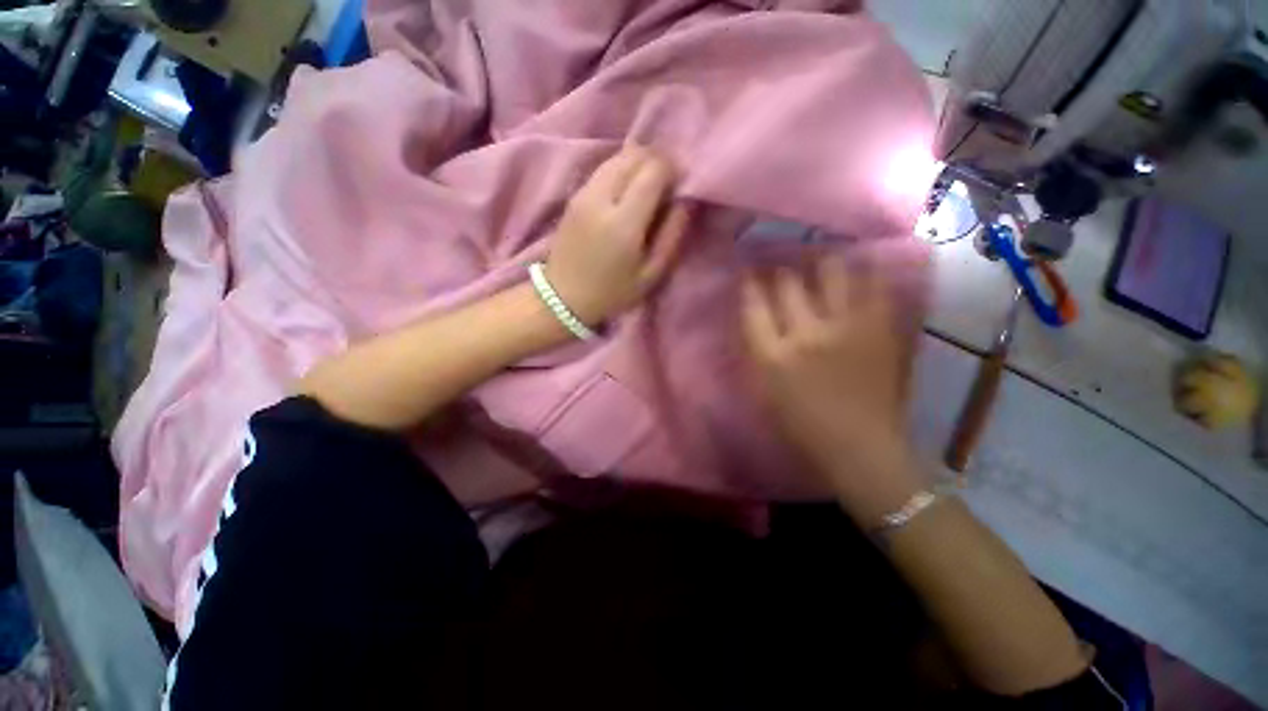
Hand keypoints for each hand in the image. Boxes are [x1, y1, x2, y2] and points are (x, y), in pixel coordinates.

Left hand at [545, 145, 690, 325]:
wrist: (563, 297)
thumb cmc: (612, 293)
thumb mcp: (650, 275)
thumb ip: (671, 236)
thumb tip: (684, 202)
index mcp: (623, 222)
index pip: (653, 171)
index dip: (673, 169)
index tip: (680, 184)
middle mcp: (601, 199)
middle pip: (634, 156)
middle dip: (657, 161)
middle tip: (667, 184)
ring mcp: (583, 194)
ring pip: (617, 158)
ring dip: (638, 163)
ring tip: (649, 186)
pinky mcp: (574, 196)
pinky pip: (603, 169)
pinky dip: (621, 170)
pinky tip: (627, 191)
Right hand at [741, 256, 923, 522]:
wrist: (861, 448)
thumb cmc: (803, 427)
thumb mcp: (765, 391)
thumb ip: (760, 351)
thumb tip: (759, 319)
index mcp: (773, 356)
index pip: (753, 306)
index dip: (749, 285)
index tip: (749, 273)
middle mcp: (806, 334)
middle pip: (788, 284)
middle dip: (781, 270)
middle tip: (783, 265)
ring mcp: (846, 327)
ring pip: (831, 273)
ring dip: (822, 263)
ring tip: (821, 257)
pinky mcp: (879, 328)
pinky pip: (875, 286)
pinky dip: (867, 272)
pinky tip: (862, 266)